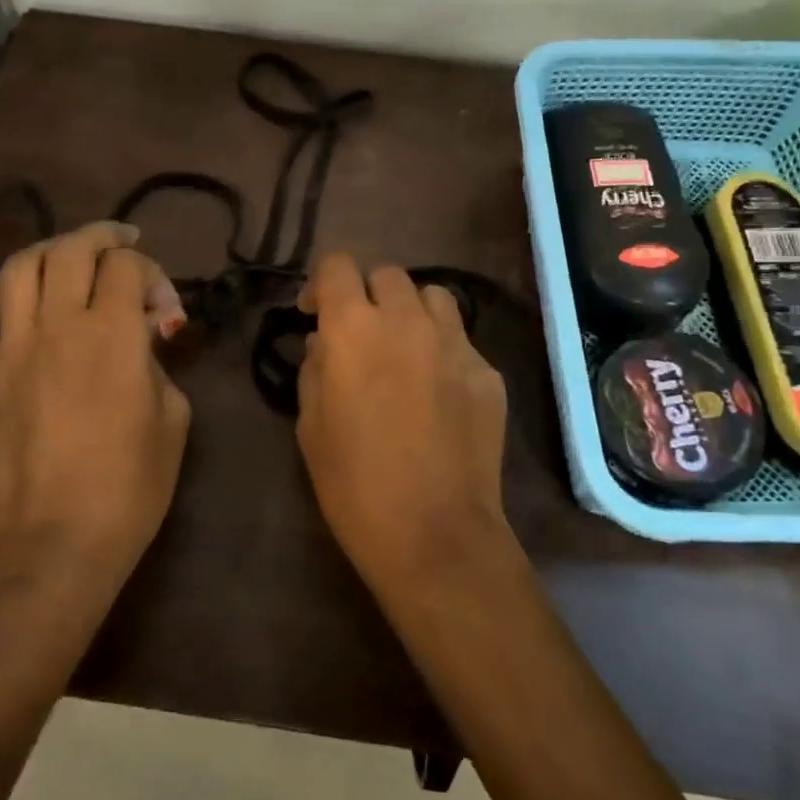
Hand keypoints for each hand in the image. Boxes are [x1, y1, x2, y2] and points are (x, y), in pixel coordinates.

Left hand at [0, 222, 190, 599]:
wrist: (59, 539)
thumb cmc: (131, 485)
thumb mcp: (173, 417)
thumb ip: (157, 363)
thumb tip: (140, 341)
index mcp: (113, 334)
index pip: (127, 266)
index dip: (152, 273)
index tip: (164, 309)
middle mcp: (57, 325)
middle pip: (71, 249)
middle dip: (103, 237)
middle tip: (122, 244)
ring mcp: (10, 347)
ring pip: (19, 267)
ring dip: (50, 252)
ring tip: (69, 261)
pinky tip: (16, 306)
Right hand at [295, 253, 510, 587]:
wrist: (434, 532)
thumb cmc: (354, 483)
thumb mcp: (310, 426)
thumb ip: (314, 370)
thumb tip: (324, 344)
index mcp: (354, 329)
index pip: (338, 266)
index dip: (323, 282)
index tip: (316, 313)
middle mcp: (407, 321)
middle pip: (388, 274)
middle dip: (368, 294)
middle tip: (361, 333)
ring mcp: (455, 343)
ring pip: (433, 296)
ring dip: (411, 311)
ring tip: (404, 347)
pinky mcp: (488, 372)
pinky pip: (461, 341)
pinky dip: (443, 350)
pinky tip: (438, 391)